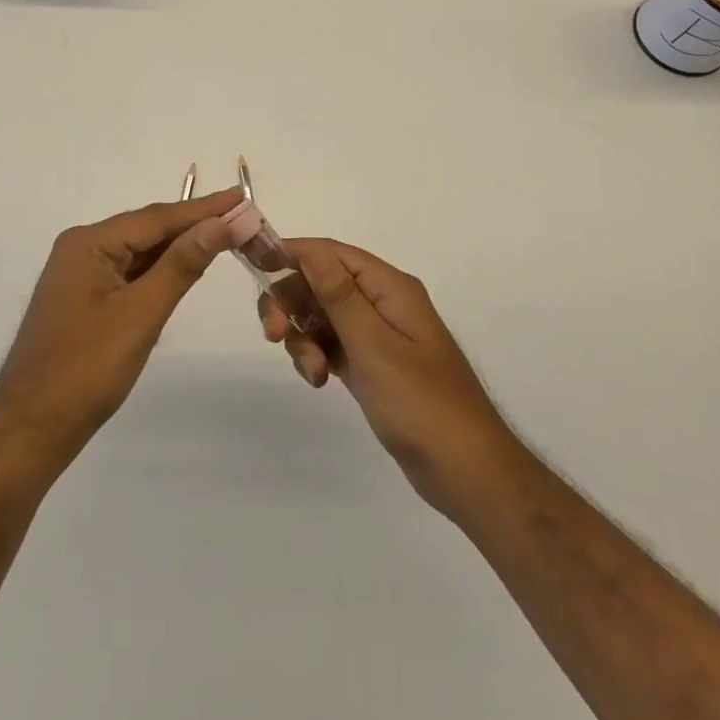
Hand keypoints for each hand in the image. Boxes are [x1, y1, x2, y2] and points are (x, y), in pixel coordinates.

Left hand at [0, 188, 241, 477]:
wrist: (31, 430)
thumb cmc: (85, 370)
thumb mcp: (140, 314)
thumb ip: (181, 265)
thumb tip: (219, 223)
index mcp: (88, 244)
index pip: (156, 217)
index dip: (203, 208)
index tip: (241, 195)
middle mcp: (82, 249)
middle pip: (148, 230)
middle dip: (194, 225)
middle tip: (242, 217)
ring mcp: (82, 275)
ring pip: (141, 252)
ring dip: (180, 247)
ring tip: (226, 235)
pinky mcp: (87, 300)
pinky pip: (131, 274)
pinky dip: (161, 270)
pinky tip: (187, 267)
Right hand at [258, 239, 525, 517]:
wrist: (466, 471)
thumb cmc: (421, 403)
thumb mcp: (373, 345)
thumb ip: (338, 295)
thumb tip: (309, 248)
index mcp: (389, 287)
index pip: (330, 253)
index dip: (291, 255)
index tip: (253, 268)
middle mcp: (382, 301)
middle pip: (320, 282)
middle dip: (292, 304)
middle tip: (274, 336)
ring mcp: (377, 333)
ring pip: (321, 315)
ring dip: (304, 337)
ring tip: (311, 374)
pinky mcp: (372, 363)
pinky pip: (331, 343)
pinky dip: (317, 355)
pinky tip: (318, 381)